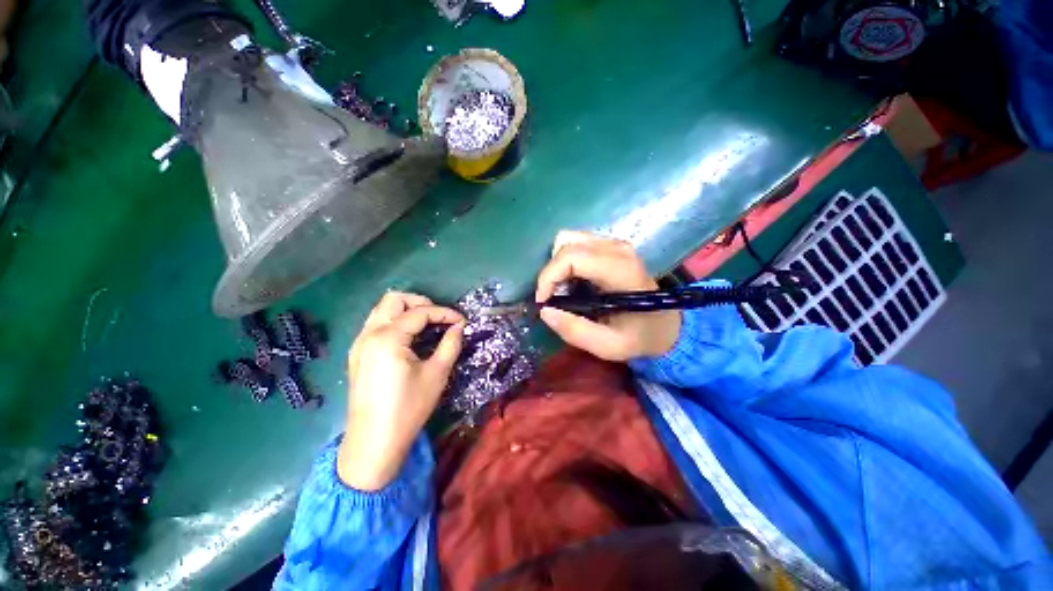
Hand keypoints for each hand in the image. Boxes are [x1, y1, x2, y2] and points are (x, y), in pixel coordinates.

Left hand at [339, 292, 464, 490]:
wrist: (374, 443)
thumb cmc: (408, 408)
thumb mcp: (437, 374)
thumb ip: (450, 345)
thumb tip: (458, 327)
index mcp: (388, 338)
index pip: (419, 313)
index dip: (444, 313)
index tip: (461, 321)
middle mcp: (369, 334)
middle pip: (393, 300)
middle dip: (420, 302)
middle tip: (440, 317)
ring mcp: (359, 344)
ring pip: (382, 310)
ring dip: (406, 310)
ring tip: (427, 324)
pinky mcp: (357, 355)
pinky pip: (376, 325)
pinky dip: (395, 322)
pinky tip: (409, 338)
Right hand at [535, 231, 680, 360]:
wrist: (664, 324)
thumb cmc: (639, 336)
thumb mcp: (608, 346)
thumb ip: (576, 331)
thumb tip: (545, 311)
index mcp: (621, 270)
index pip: (572, 257)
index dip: (549, 276)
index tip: (543, 301)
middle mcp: (617, 249)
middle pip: (566, 243)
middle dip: (551, 271)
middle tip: (552, 298)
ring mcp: (614, 244)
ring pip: (569, 239)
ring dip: (558, 265)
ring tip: (562, 290)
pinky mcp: (610, 245)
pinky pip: (576, 243)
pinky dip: (566, 262)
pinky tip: (573, 282)